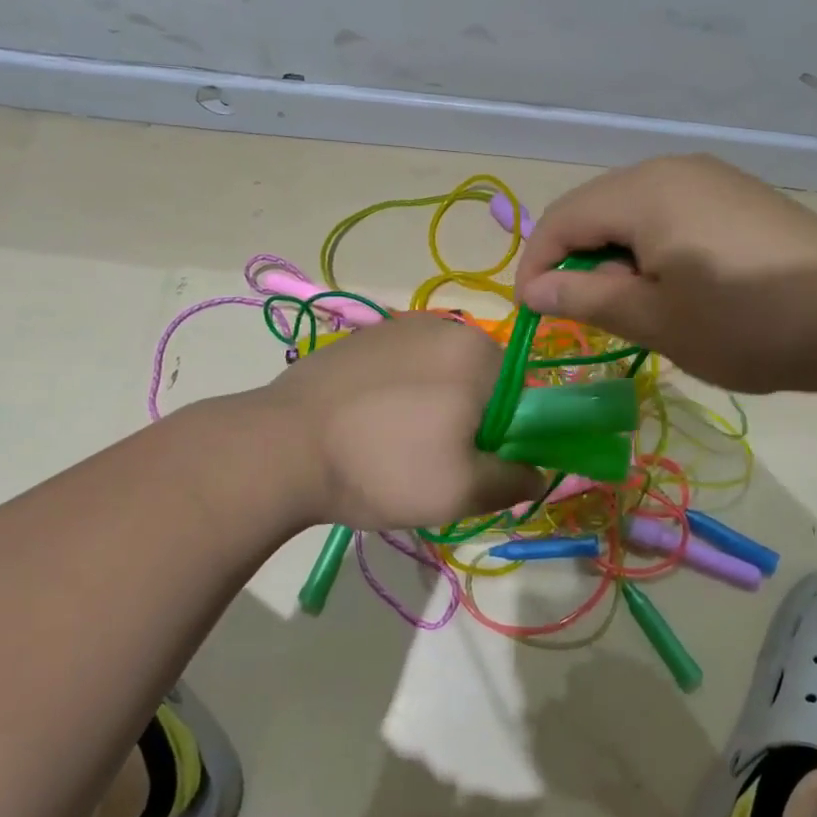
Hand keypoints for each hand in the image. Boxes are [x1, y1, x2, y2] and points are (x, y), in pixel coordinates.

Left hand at [265, 313, 544, 529]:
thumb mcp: (462, 491)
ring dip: (432, 407)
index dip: (505, 436)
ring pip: (439, 374)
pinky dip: (397, 395)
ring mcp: (396, 327)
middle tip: (435, 463)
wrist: (280, 449)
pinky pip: (400, 368)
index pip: (520, 395)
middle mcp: (444, 325)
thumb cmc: (385, 467)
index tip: (474, 466)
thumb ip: (514, 480)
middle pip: (480, 381)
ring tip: (395, 447)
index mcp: (479, 352)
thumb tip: (536, 471)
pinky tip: (368, 427)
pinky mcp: (359, 339)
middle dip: (468, 420)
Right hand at [515, 155, 816, 392]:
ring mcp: (712, 179)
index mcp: (643, 191)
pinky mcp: (740, 198)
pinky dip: (654, 250)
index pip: (561, 219)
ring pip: (635, 213)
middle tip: (586, 316)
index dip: (536, 265)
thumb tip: (533, 289)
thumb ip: (586, 299)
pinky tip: (678, 287)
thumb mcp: (656, 320)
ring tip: (635, 307)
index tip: (534, 314)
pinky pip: (672, 215)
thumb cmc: (746, 322)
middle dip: (578, 262)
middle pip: (596, 210)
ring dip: (616, 258)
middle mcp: (673, 169)